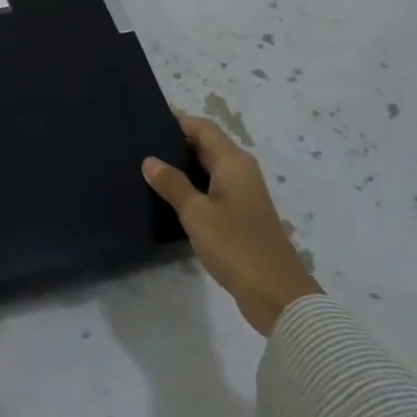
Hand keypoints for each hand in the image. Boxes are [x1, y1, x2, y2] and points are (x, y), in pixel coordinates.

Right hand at [143, 114, 322, 335]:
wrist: (277, 295)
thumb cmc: (236, 246)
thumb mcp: (197, 214)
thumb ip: (172, 184)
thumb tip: (150, 160)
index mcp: (233, 162)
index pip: (202, 127)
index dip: (176, 121)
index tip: (145, 120)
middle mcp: (241, 171)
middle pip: (207, 145)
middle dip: (176, 142)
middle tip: (139, 144)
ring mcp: (243, 194)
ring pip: (208, 168)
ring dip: (182, 166)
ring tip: (147, 168)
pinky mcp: (241, 215)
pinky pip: (212, 188)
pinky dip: (192, 185)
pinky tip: (169, 196)